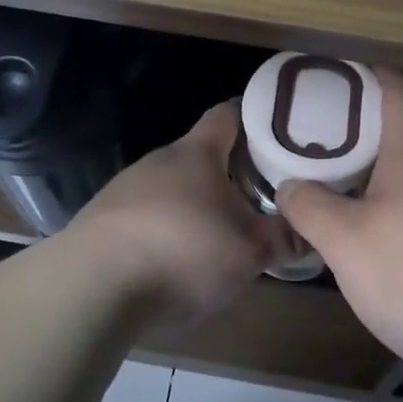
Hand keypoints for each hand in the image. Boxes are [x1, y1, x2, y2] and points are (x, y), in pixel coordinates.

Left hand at [68, 100, 284, 321]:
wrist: (92, 287)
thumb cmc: (183, 251)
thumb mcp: (249, 251)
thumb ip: (283, 239)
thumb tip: (310, 232)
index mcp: (196, 153)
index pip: (228, 114)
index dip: (254, 115)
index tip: (279, 128)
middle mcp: (159, 161)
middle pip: (200, 154)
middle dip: (230, 171)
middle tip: (260, 193)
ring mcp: (124, 189)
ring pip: (172, 187)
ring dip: (196, 203)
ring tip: (220, 233)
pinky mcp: (102, 222)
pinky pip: (146, 216)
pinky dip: (166, 229)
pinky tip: (175, 261)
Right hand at [278, 69, 402, 371]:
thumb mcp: (345, 241)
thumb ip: (311, 207)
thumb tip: (291, 185)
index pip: (397, 87)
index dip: (369, 71)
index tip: (338, 71)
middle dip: (371, 125)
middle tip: (328, 135)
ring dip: (391, 169)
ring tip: (352, 183)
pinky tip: (392, 236)